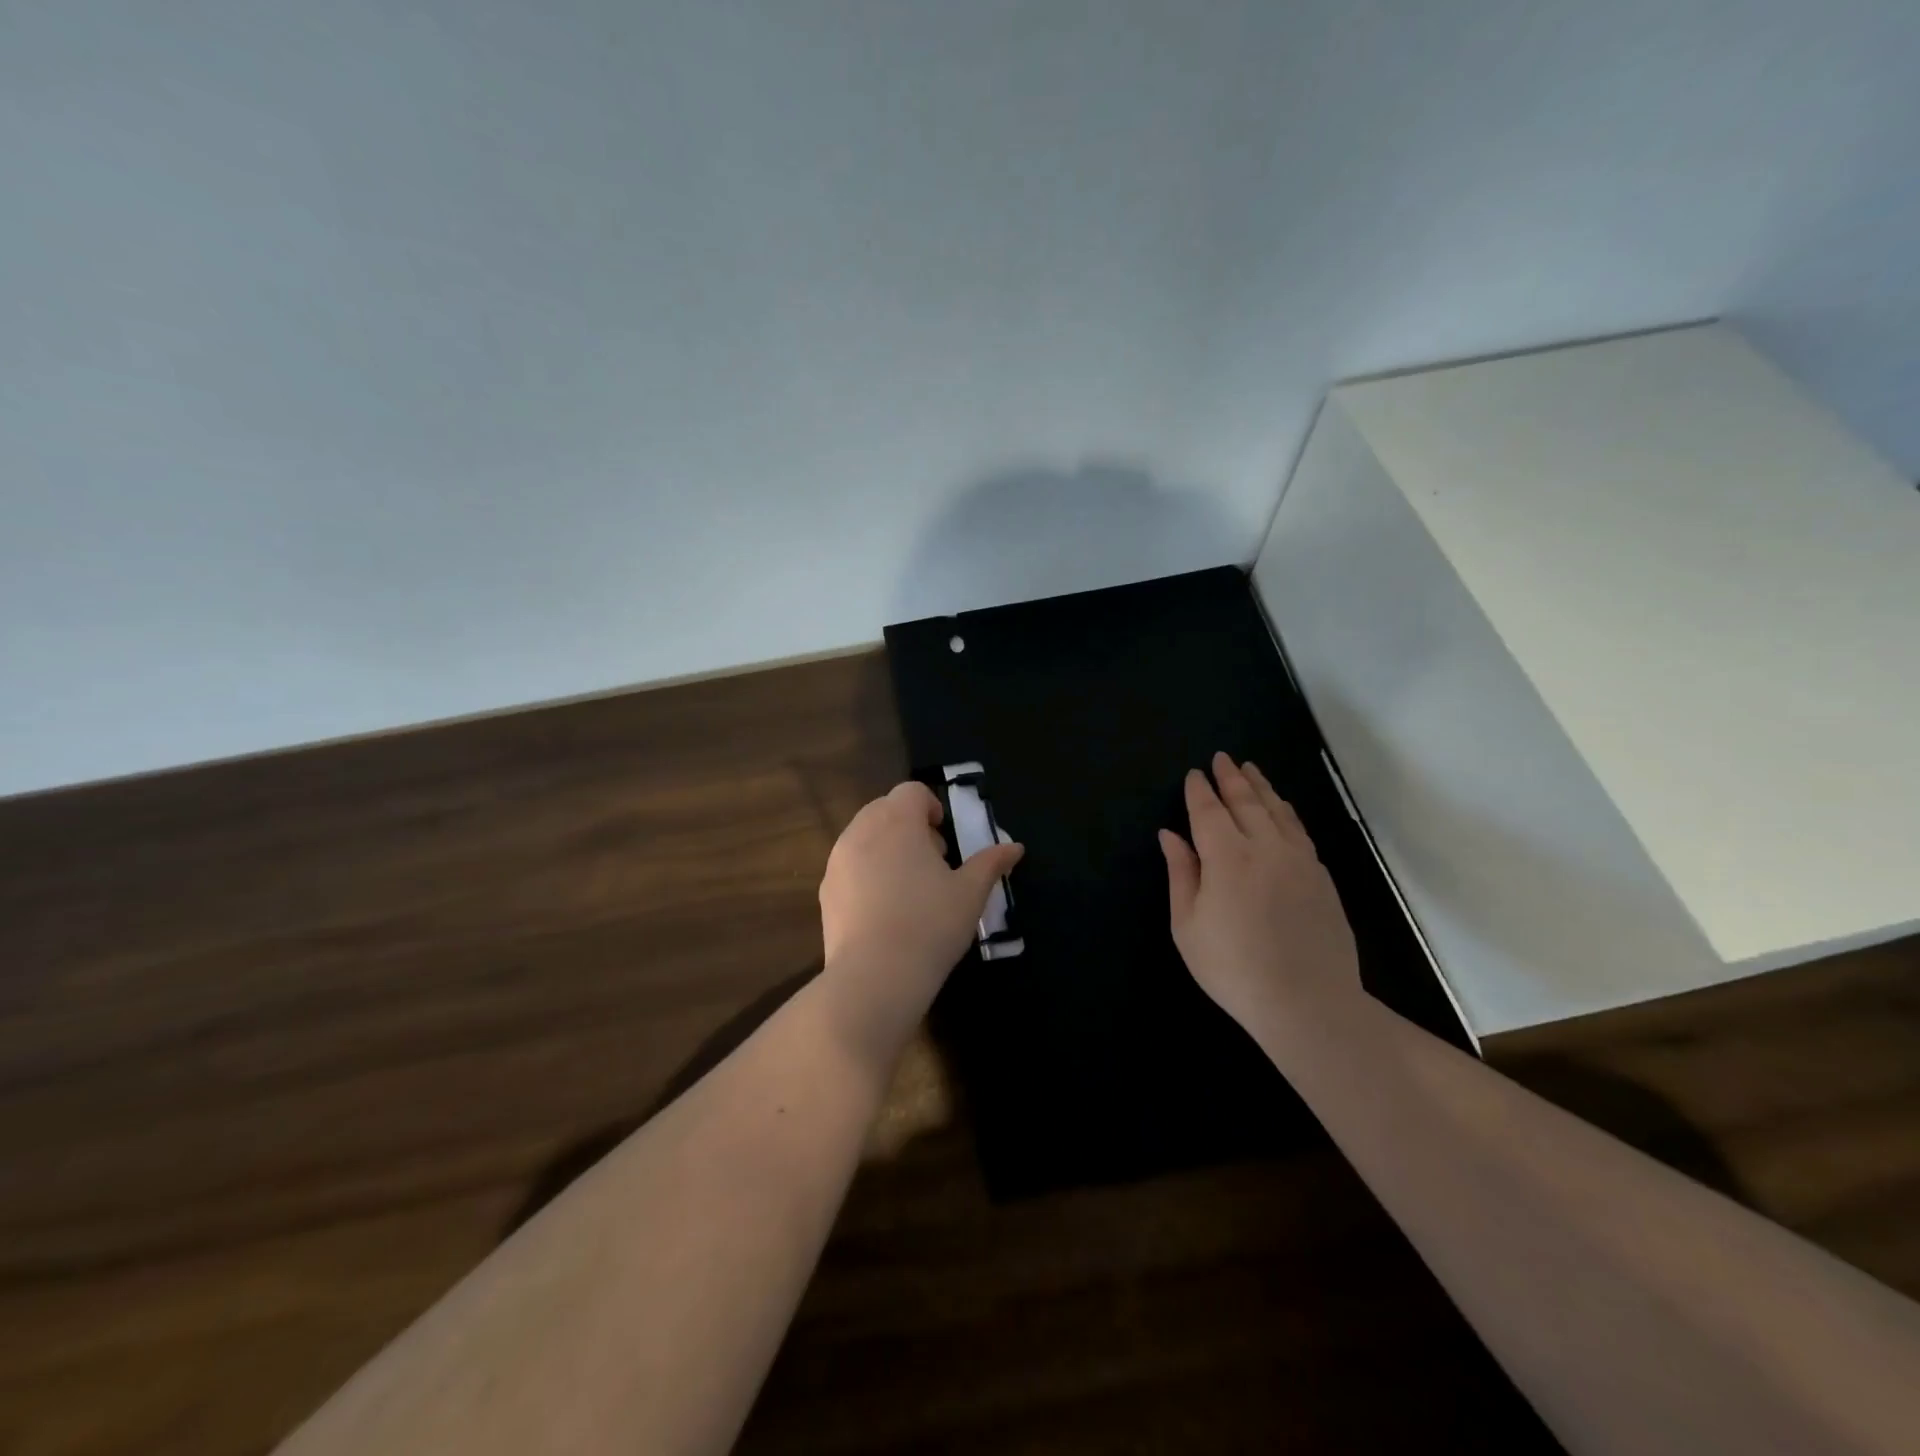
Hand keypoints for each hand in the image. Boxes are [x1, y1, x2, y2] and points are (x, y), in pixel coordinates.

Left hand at [817, 782, 1023, 1062]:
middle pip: (884, 809)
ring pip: (863, 836)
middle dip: (909, 826)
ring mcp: (838, 860)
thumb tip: (1014, 847)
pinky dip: (866, 873)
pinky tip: (885, 910)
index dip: (931, 806)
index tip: (945, 838)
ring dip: (886, 847)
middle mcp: (862, 831)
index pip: (912, 791)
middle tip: (932, 861)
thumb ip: (991, 863)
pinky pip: (849, 866)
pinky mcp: (826, 891)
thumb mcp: (971, 893)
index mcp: (897, 821)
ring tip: (909, 887)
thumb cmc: (930, 925)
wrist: (875, 976)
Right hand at [1159, 753, 1361, 1035]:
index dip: (1199, 791)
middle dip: (1231, 777)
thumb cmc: (1233, 968)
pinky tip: (1282, 809)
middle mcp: (1265, 847)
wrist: (1308, 1003)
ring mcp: (1299, 860)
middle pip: (1246, 802)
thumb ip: (1181, 874)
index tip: (1193, 774)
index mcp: (1227, 857)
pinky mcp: (1322, 877)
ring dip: (1262, 787)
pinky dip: (1286, 812)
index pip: (1209, 811)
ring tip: (1251, 769)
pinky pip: (1300, 831)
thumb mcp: (1188, 926)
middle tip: (1222, 758)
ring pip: (1278, 811)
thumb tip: (1170, 835)